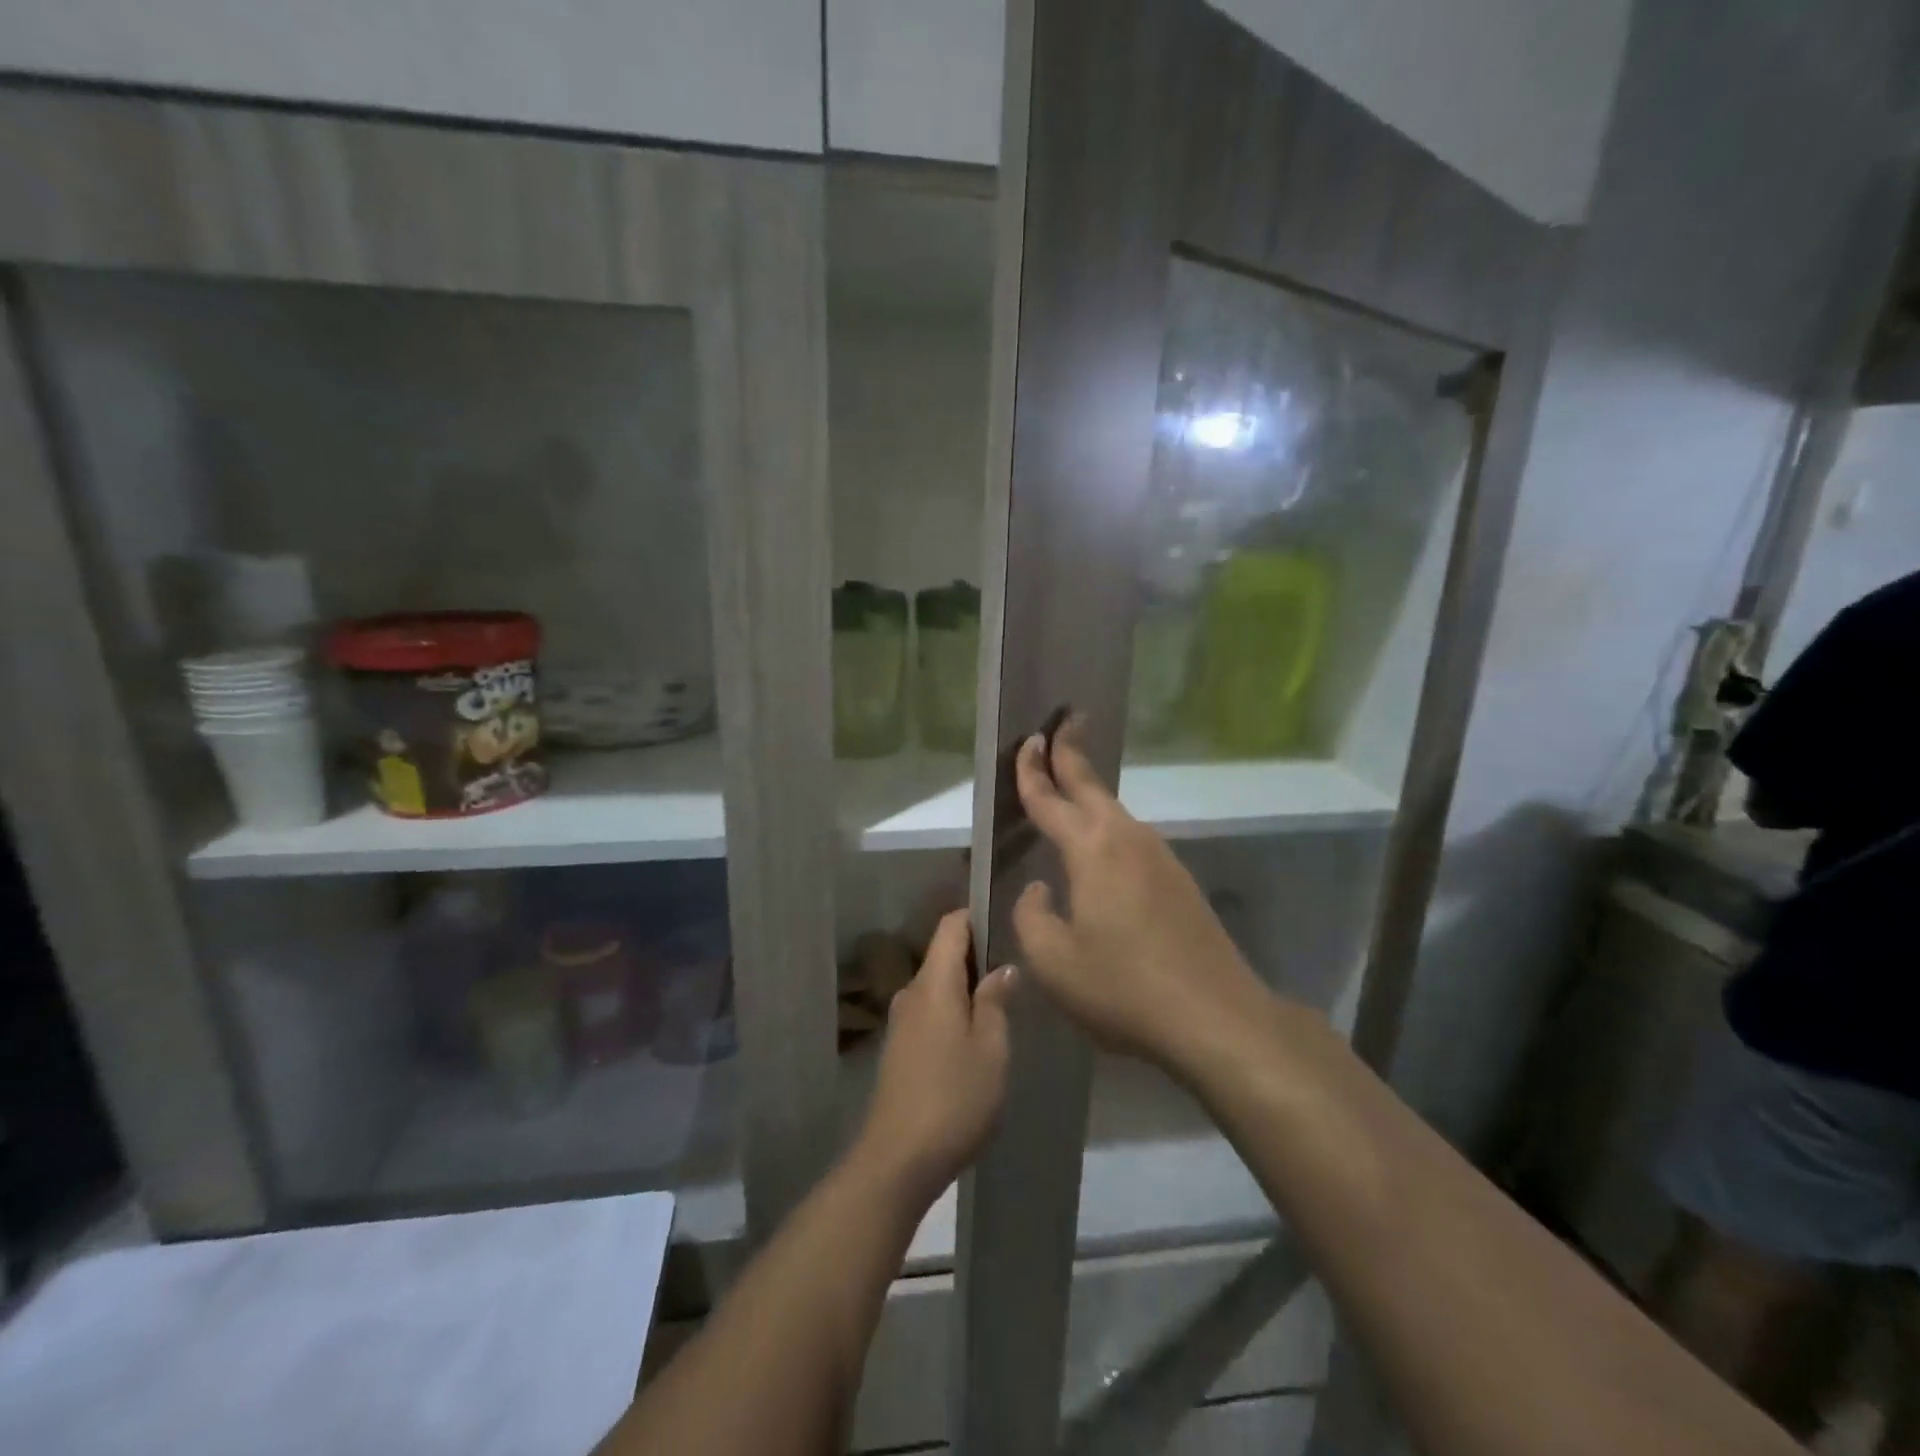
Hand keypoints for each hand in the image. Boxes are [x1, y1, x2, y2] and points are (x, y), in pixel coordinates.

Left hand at [856, 910, 1015, 1201]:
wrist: (898, 1159)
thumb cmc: (954, 1097)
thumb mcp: (991, 1049)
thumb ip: (996, 1002)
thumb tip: (1001, 968)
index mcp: (934, 983)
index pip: (950, 926)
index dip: (976, 916)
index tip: (1006, 922)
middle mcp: (911, 993)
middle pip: (944, 955)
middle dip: (978, 956)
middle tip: (1016, 970)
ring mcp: (901, 1021)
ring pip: (938, 986)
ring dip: (966, 988)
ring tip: (1002, 1005)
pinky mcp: (898, 1048)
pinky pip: (930, 1011)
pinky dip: (953, 1011)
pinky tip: (975, 1037)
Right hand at [1011, 722, 1270, 1073]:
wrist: (1215, 1017)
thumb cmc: (1123, 987)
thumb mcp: (1053, 961)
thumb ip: (1031, 916)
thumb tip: (1037, 889)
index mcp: (1090, 849)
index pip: (1051, 799)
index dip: (1032, 771)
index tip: (1027, 740)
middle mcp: (1126, 839)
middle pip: (1091, 786)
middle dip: (1071, 753)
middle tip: (1060, 724)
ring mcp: (1158, 857)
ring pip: (1114, 811)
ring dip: (1090, 791)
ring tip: (1070, 783)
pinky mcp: (1177, 880)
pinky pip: (1131, 837)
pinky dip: (1107, 824)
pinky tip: (1101, 847)